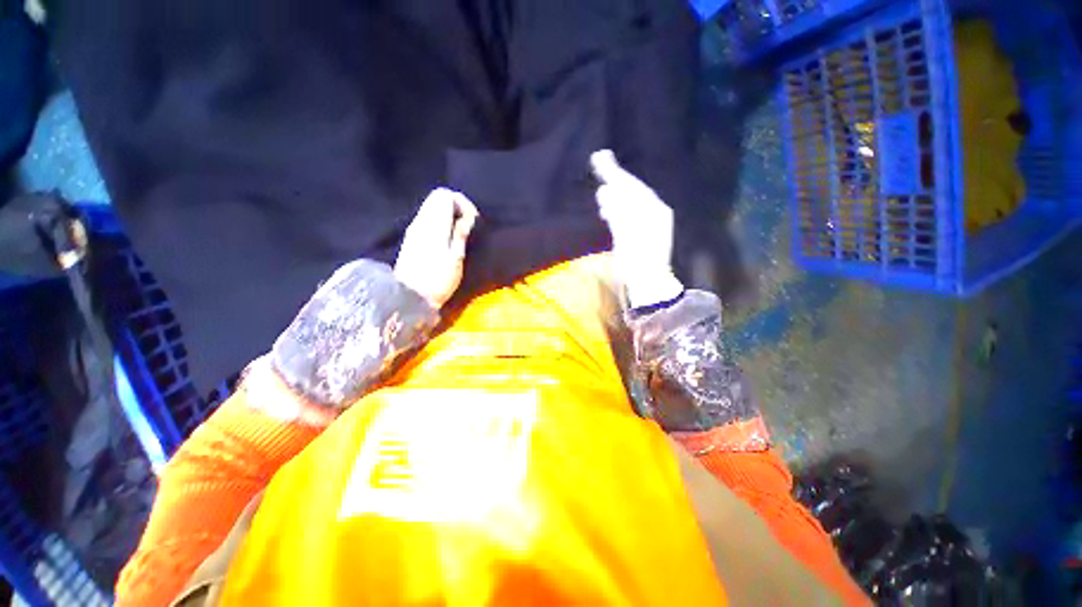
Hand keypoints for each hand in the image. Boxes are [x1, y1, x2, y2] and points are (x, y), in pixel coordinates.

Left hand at [394, 188, 478, 308]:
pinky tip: (448, 238)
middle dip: (456, 206)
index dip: (463, 203)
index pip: (445, 195)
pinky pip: (427, 218)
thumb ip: (460, 234)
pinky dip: (440, 221)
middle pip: (437, 197)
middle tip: (467, 225)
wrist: (409, 296)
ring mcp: (414, 228)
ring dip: (448, 214)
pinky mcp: (412, 237)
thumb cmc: (437, 280)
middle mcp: (421, 221)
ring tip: (460, 233)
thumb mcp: (456, 259)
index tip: (473, 221)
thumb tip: (466, 218)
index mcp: (433, 224)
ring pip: (431, 207)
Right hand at [591, 150, 683, 307]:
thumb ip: (617, 212)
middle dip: (615, 181)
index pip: (633, 186)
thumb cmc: (637, 261)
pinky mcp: (642, 236)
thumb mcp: (626, 235)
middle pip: (633, 192)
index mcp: (654, 210)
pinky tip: (607, 212)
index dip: (615, 173)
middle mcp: (655, 213)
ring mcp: (650, 225)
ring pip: (630, 204)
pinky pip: (629, 216)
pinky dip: (617, 211)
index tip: (601, 158)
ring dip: (615, 196)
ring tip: (600, 192)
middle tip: (599, 164)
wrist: (648, 285)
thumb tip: (605, 190)